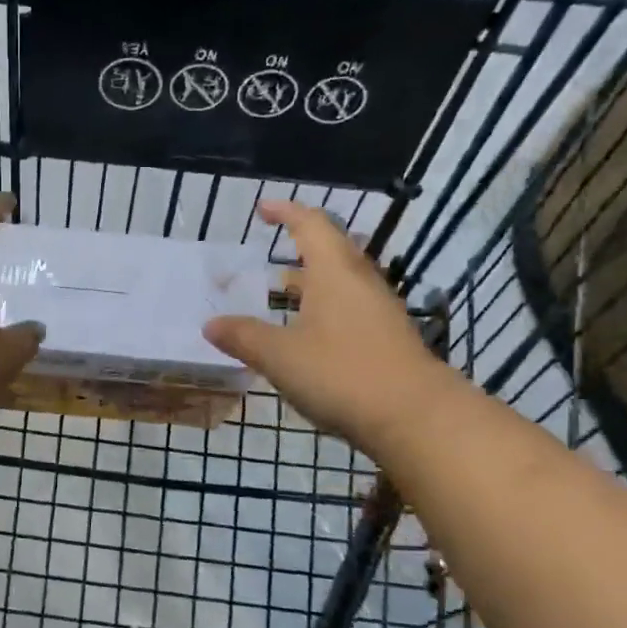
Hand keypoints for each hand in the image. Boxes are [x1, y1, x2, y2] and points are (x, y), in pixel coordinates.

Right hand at [203, 199, 452, 453]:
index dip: (285, 212)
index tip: (262, 209)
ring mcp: (379, 311)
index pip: (310, 225)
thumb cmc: (342, 373)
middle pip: (331, 250)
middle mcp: (360, 282)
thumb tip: (210, 324)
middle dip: (299, 247)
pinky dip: (323, 309)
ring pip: (341, 282)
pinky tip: (307, 334)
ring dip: (311, 282)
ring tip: (281, 293)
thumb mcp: (280, 356)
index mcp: (334, 272)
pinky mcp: (387, 338)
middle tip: (269, 254)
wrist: (416, 418)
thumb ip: (243, 337)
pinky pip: (350, 308)